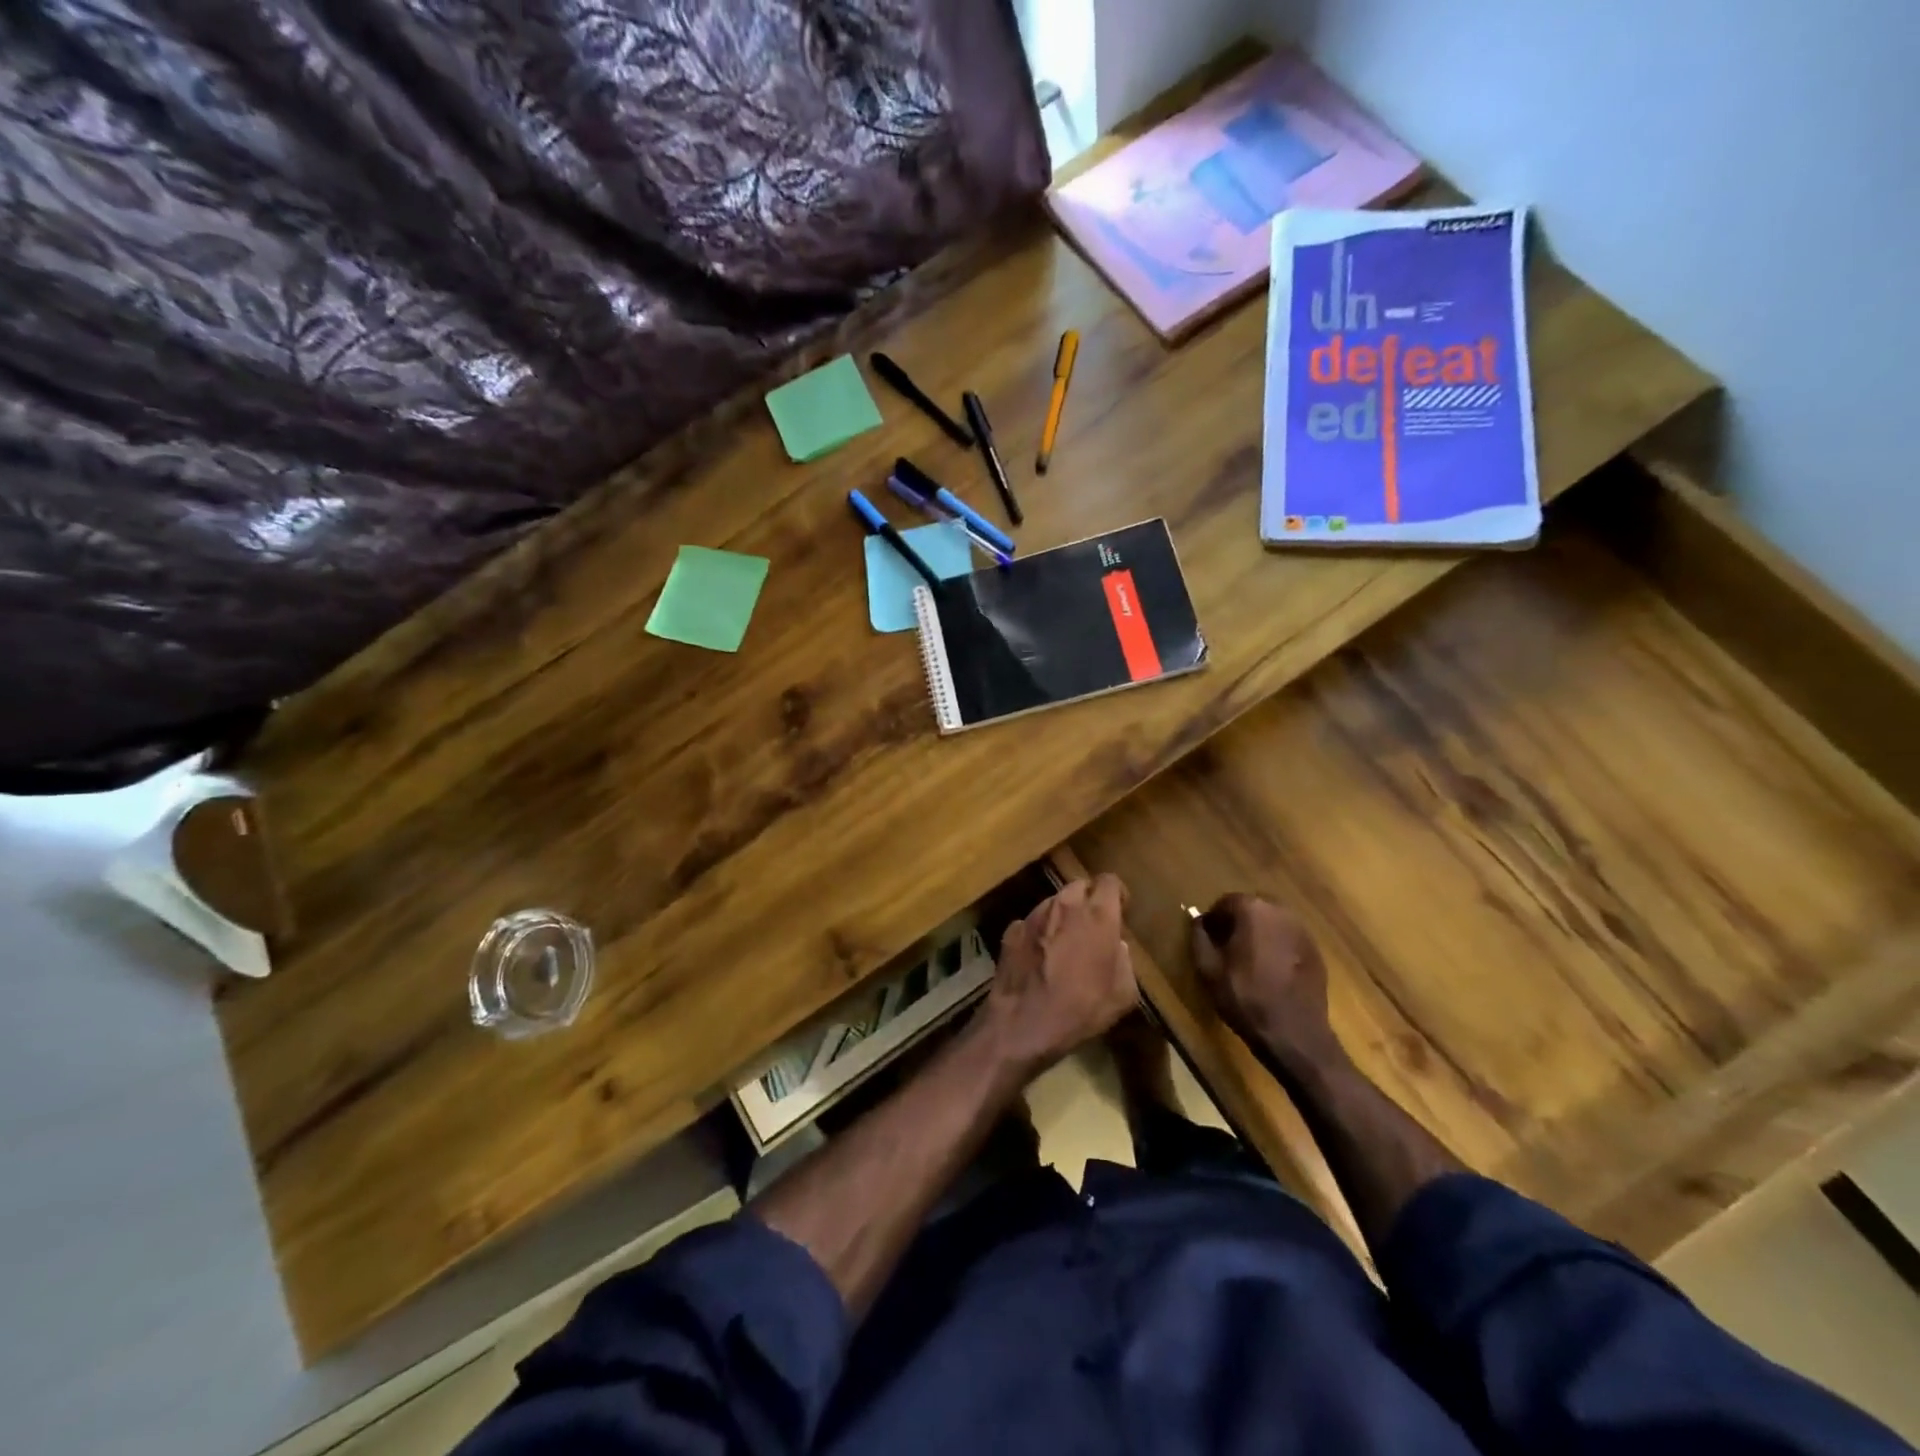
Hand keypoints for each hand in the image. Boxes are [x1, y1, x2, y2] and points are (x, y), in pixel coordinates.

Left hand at [977, 875, 1137, 1076]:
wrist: (1023, 1023)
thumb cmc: (1081, 1009)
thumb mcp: (1123, 993)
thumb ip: (1125, 960)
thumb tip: (1116, 945)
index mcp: (1097, 915)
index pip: (1110, 881)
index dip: (1117, 893)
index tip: (1120, 910)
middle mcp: (1064, 905)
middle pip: (1080, 887)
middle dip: (1089, 901)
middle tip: (1093, 926)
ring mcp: (1034, 915)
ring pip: (1054, 902)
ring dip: (1063, 916)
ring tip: (1065, 943)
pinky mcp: (1012, 929)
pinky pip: (1032, 922)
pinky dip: (1039, 932)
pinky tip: (1040, 956)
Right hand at [1190, 894, 1345, 1076]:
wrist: (1295, 1035)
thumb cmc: (1246, 998)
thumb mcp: (1209, 970)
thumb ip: (1199, 938)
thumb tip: (1198, 921)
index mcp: (1253, 910)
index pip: (1226, 902)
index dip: (1214, 919)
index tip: (1208, 939)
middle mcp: (1280, 911)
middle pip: (1252, 908)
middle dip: (1237, 923)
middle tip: (1226, 949)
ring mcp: (1302, 930)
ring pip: (1272, 923)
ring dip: (1258, 934)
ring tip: (1249, 960)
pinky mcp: (1315, 950)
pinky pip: (1288, 939)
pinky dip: (1277, 947)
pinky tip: (1271, 971)